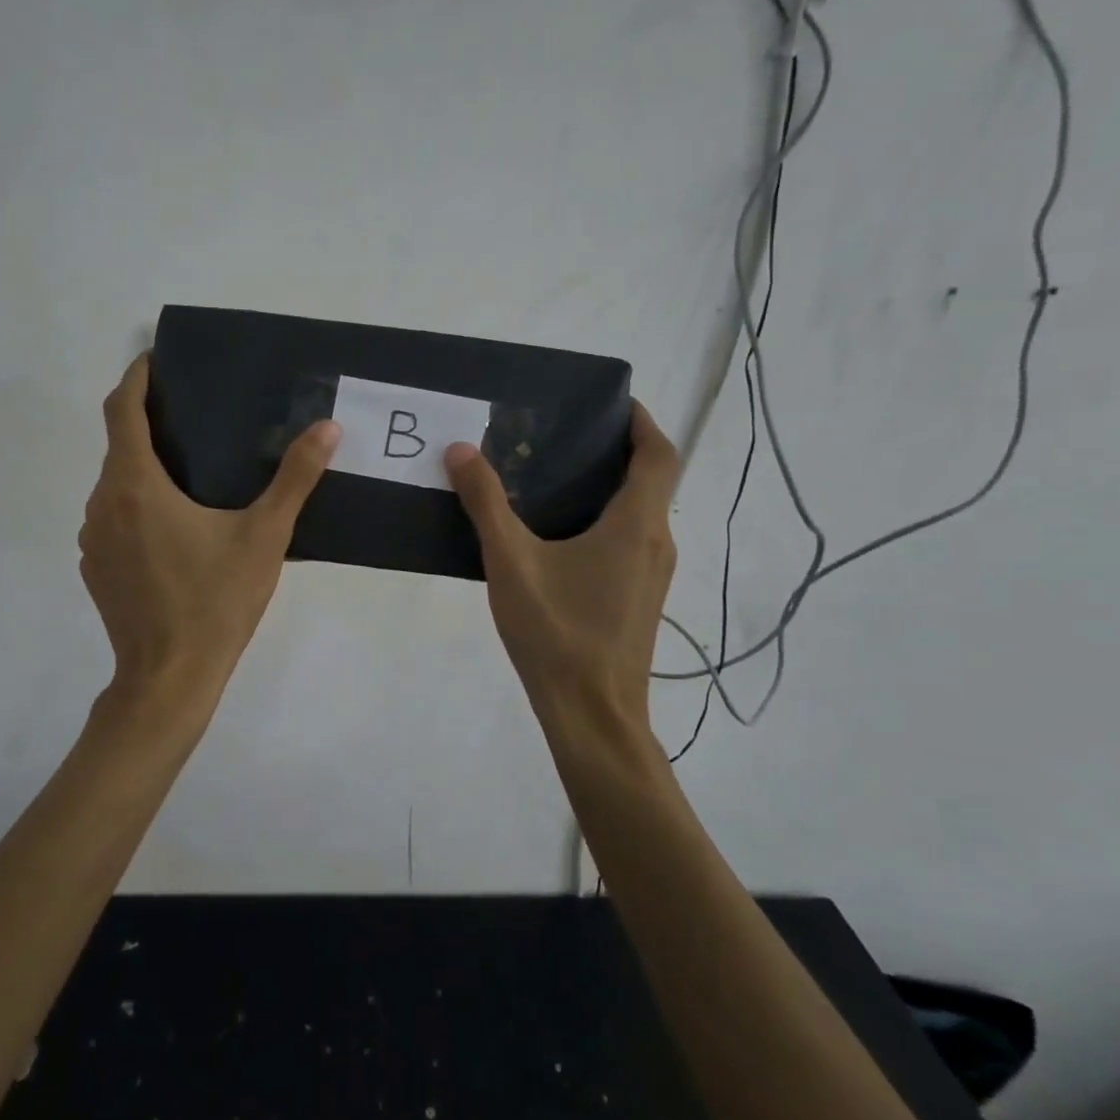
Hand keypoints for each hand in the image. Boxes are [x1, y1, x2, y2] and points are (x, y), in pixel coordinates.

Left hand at [80, 355, 340, 695]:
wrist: (168, 678)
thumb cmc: (216, 601)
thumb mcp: (264, 536)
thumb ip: (295, 478)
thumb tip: (328, 429)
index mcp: (135, 485)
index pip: (122, 409)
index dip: (136, 377)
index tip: (156, 360)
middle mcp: (102, 503)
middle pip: (118, 445)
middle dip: (148, 423)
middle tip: (193, 416)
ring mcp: (92, 539)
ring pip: (113, 484)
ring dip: (142, 468)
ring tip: (188, 469)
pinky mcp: (95, 568)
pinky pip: (111, 519)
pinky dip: (135, 505)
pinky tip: (173, 527)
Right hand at [445, 401, 680, 726]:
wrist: (593, 716)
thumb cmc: (557, 633)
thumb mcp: (511, 562)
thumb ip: (485, 503)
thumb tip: (461, 449)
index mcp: (635, 525)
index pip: (659, 455)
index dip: (642, 421)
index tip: (611, 403)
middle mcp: (656, 543)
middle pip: (652, 481)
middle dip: (618, 450)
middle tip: (565, 435)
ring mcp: (653, 574)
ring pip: (642, 514)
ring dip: (612, 487)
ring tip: (556, 476)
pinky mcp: (641, 599)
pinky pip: (631, 542)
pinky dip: (607, 520)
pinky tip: (560, 535)